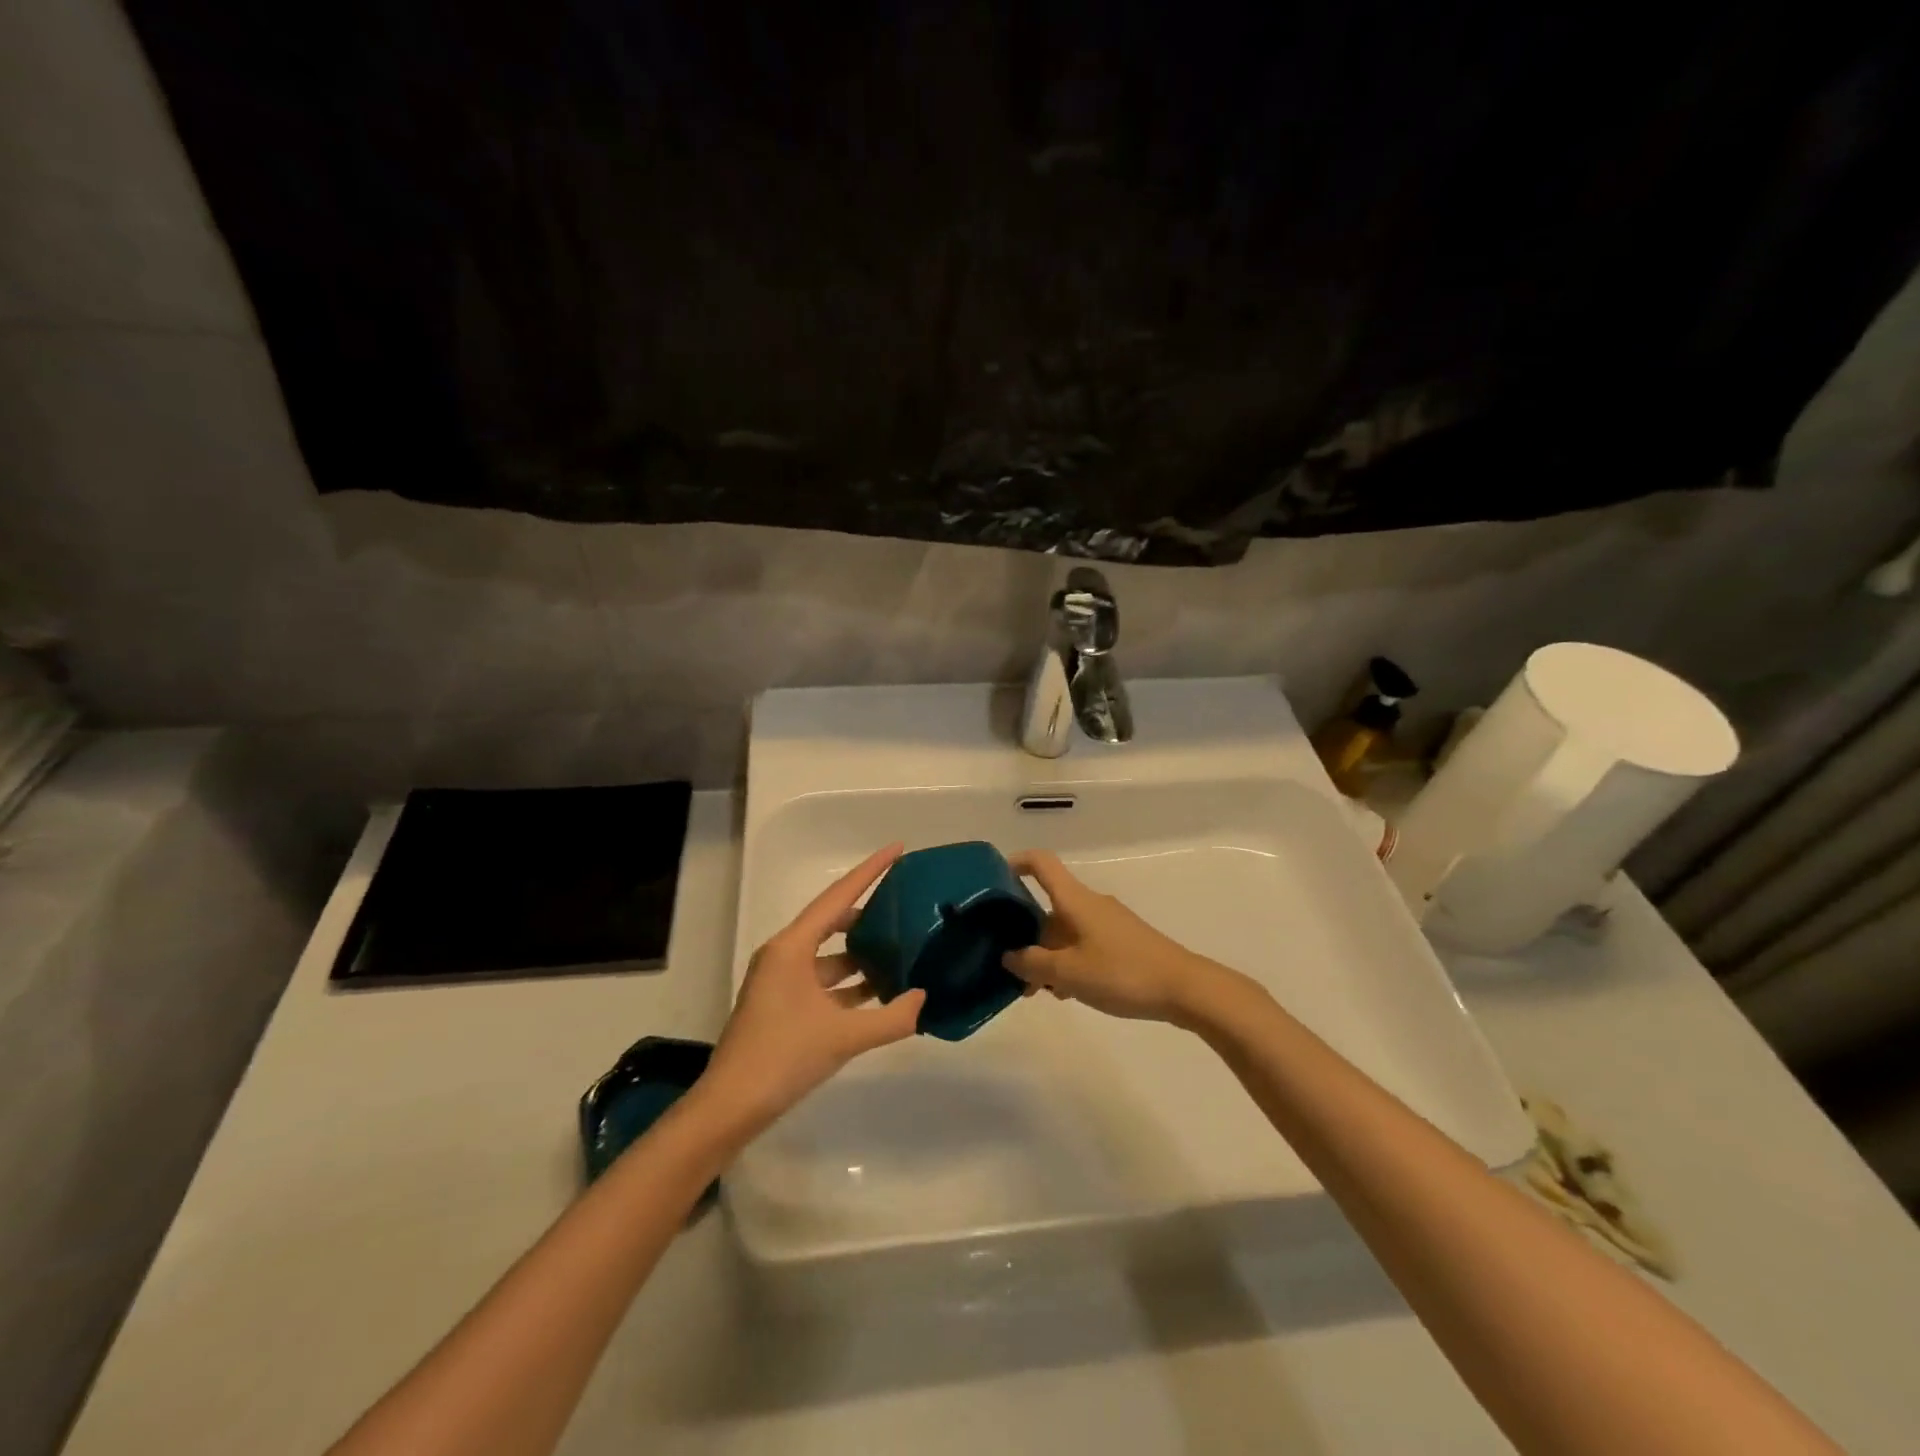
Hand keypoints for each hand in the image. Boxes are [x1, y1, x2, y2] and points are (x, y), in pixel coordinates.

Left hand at [701, 844, 925, 1130]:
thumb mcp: (844, 1036)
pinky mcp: (782, 1004)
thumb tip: (925, 999)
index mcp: (792, 947)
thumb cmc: (783, 1057)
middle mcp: (784, 954)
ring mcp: (781, 980)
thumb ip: (891, 1017)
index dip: (869, 870)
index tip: (897, 848)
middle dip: (869, 912)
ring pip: (830, 955)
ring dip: (862, 954)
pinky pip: (823, 980)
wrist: (731, 1106)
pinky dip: (850, 983)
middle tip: (906, 904)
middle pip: (833, 920)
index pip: (838, 897)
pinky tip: (879, 992)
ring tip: (902, 950)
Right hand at [1003, 850, 1225, 1024]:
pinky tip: (1067, 993)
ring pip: (1064, 931)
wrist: (1184, 988)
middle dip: (1025, 934)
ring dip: (1046, 955)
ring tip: (1037, 991)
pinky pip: (1083, 944)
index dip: (1015, 863)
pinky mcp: (1122, 942)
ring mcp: (1108, 922)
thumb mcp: (1068, 972)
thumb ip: (1032, 964)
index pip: (1040, 863)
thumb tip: (1008, 956)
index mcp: (1074, 900)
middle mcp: (1089, 904)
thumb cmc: (1121, 973)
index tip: (993, 881)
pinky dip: (1068, 962)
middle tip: (1009, 968)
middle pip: (1048, 907)